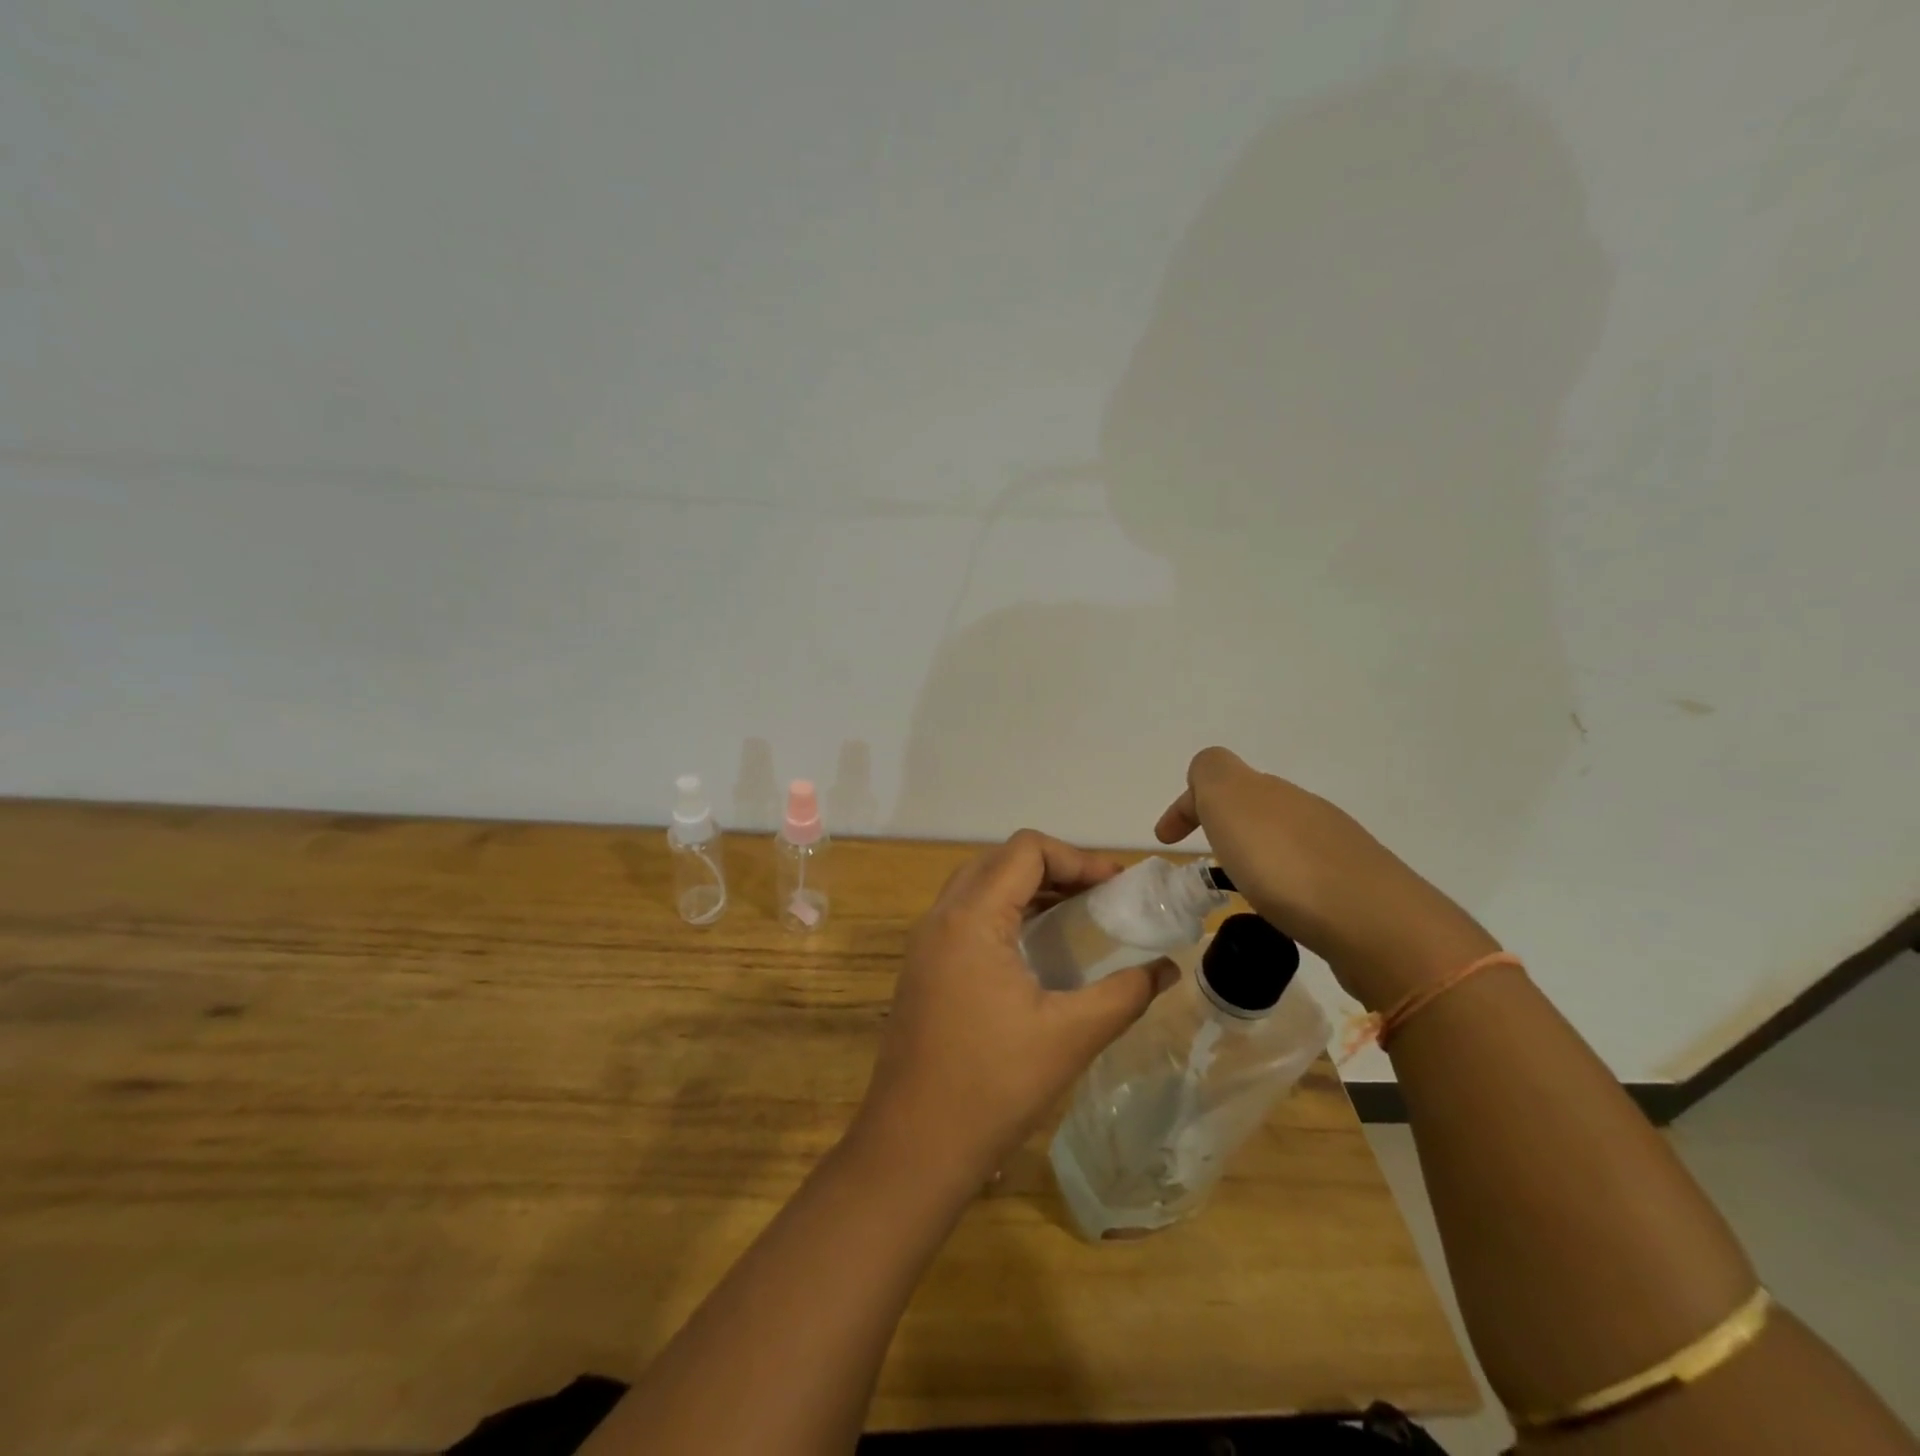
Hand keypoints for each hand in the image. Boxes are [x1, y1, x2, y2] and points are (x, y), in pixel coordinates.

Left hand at [852, 830, 1178, 1184]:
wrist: (914, 1146)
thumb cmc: (993, 1085)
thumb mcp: (1070, 1036)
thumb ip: (1125, 993)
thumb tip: (1168, 969)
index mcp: (971, 917)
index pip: (1025, 850)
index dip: (1077, 857)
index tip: (1116, 886)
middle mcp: (941, 917)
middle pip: (1001, 861)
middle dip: (1055, 869)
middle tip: (1100, 897)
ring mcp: (925, 943)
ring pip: (980, 887)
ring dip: (1028, 890)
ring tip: (1076, 918)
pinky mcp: (922, 969)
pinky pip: (966, 917)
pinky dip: (1005, 915)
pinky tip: (1037, 952)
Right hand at [1155, 747, 1497, 1007]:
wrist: (1376, 925)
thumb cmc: (1285, 864)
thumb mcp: (1230, 802)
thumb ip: (1210, 776)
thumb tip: (1207, 779)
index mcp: (1269, 790)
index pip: (1217, 776)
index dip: (1186, 804)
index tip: (1165, 842)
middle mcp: (1304, 809)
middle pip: (1253, 804)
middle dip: (1222, 825)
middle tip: (1202, 860)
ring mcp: (1336, 846)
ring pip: (1281, 837)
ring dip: (1253, 853)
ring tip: (1238, 887)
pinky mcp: (1354, 887)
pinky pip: (1303, 871)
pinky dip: (1280, 880)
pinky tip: (1279, 907)